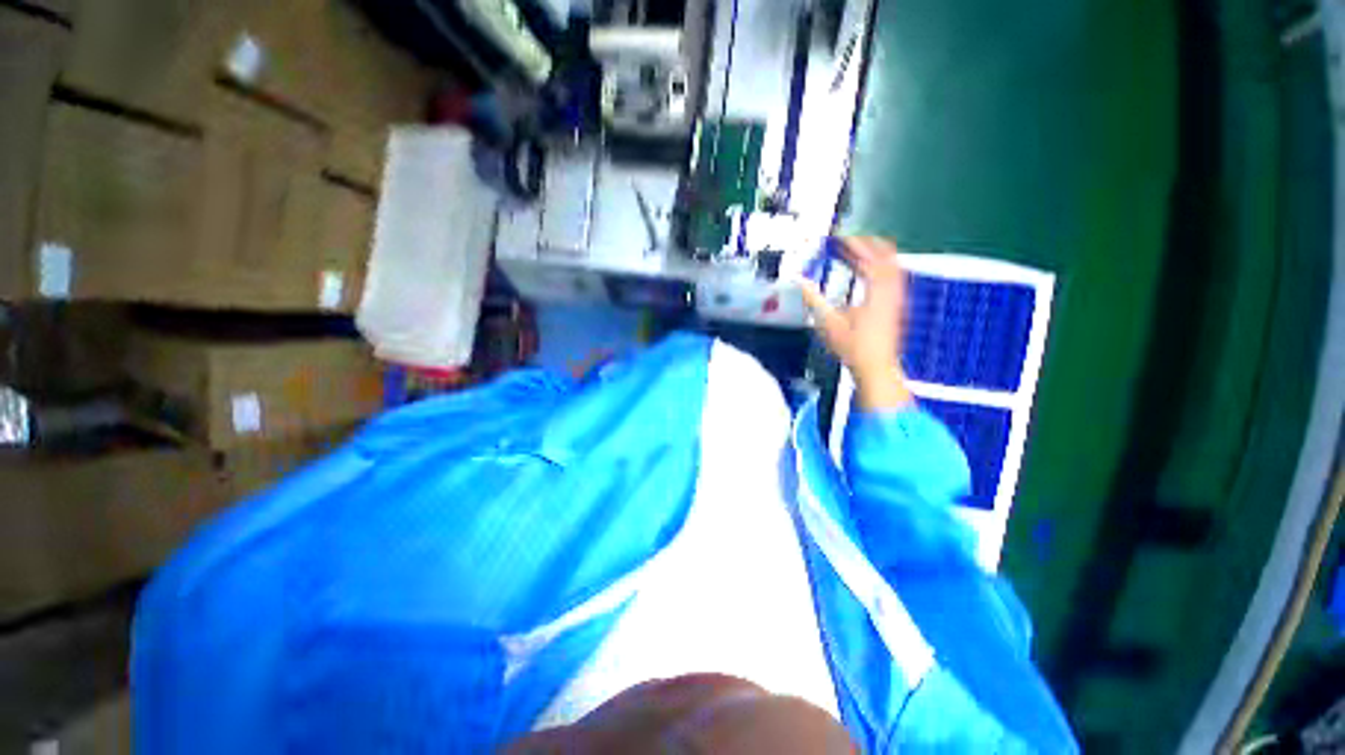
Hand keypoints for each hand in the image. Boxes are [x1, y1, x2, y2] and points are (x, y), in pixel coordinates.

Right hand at [798, 237, 912, 410]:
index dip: (856, 245)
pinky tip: (874, 273)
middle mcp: (891, 290)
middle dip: (870, 244)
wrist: (876, 367)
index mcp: (875, 291)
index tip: (841, 238)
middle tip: (852, 240)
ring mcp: (897, 298)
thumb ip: (814, 300)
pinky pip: (895, 277)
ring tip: (863, 250)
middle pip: (887, 256)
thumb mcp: (829, 323)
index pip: (868, 258)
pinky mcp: (897, 306)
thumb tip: (799, 282)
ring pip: (894, 265)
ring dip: (879, 254)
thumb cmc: (852, 347)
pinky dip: (884, 267)